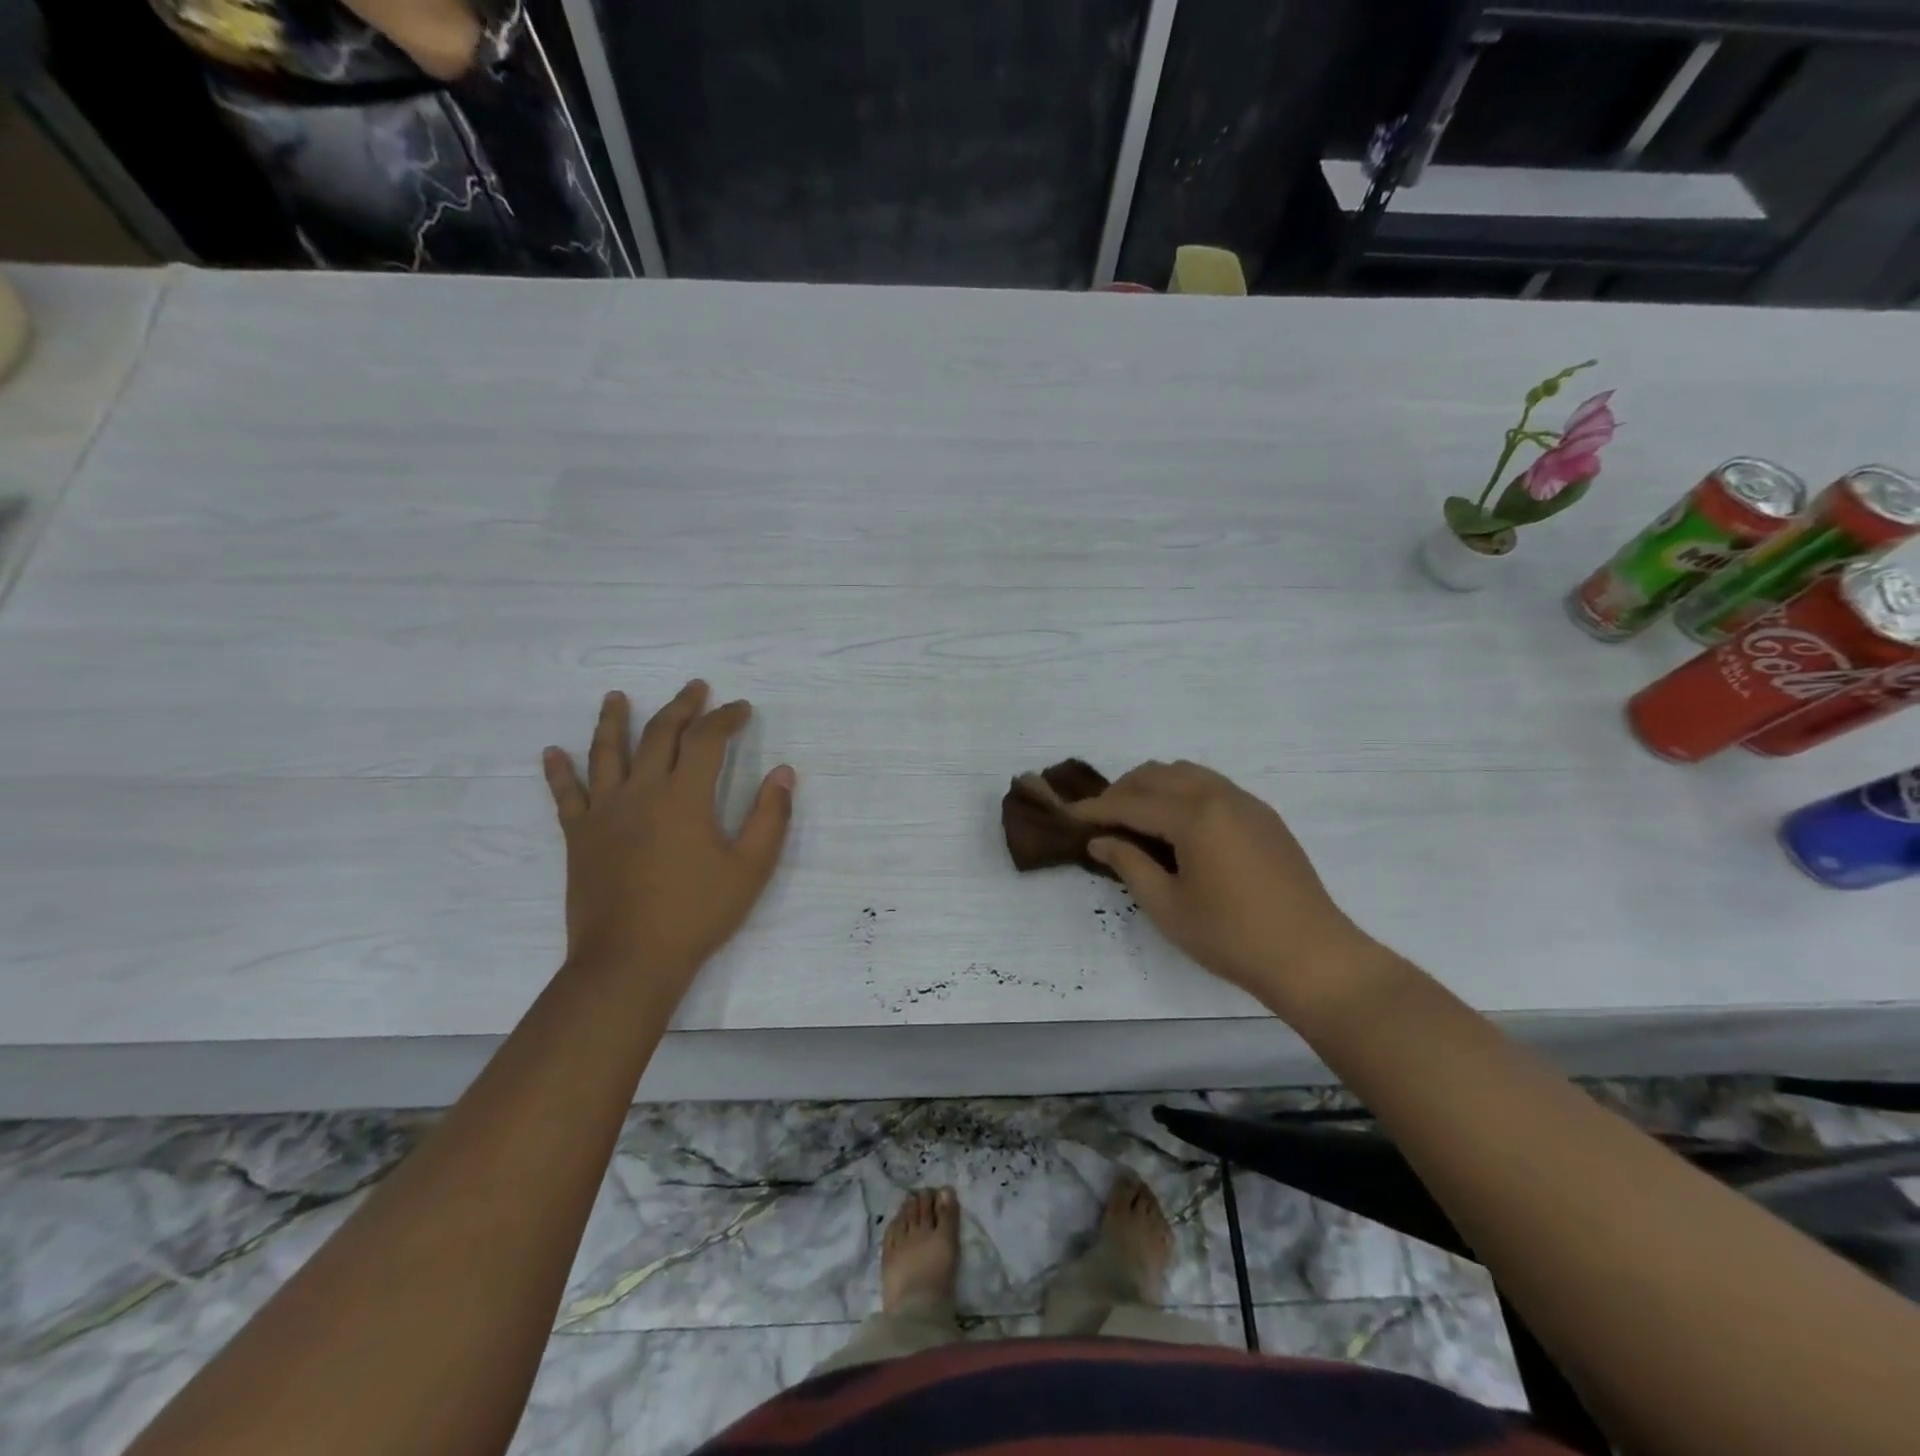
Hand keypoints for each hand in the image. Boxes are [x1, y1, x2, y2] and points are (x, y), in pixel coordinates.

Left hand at [542, 682, 793, 994]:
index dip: (726, 718)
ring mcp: (605, 812)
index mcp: (685, 797)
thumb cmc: (697, 913)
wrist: (629, 959)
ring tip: (615, 696)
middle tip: (696, 688)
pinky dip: (560, 772)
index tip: (741, 708)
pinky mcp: (580, 836)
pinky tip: (552, 752)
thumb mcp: (751, 868)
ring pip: (607, 753)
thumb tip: (784, 773)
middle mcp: (641, 792)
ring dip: (613, 720)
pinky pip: (566, 795)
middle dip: (681, 707)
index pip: (707, 740)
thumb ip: (771, 817)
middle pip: (660, 735)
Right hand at [1070, 761, 1371, 1016]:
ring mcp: (1246, 802)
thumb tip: (1100, 840)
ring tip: (1135, 819)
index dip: (1095, 809)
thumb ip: (1129, 864)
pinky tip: (1177, 826)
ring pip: (1186, 773)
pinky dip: (1183, 793)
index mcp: (1194, 816)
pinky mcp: (1264, 816)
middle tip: (1100, 820)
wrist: (1312, 957)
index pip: (1131, 802)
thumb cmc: (1231, 937)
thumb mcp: (1167, 906)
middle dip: (1122, 791)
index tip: (1068, 815)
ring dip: (1153, 787)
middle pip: (1157, 774)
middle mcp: (1220, 795)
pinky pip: (1212, 785)